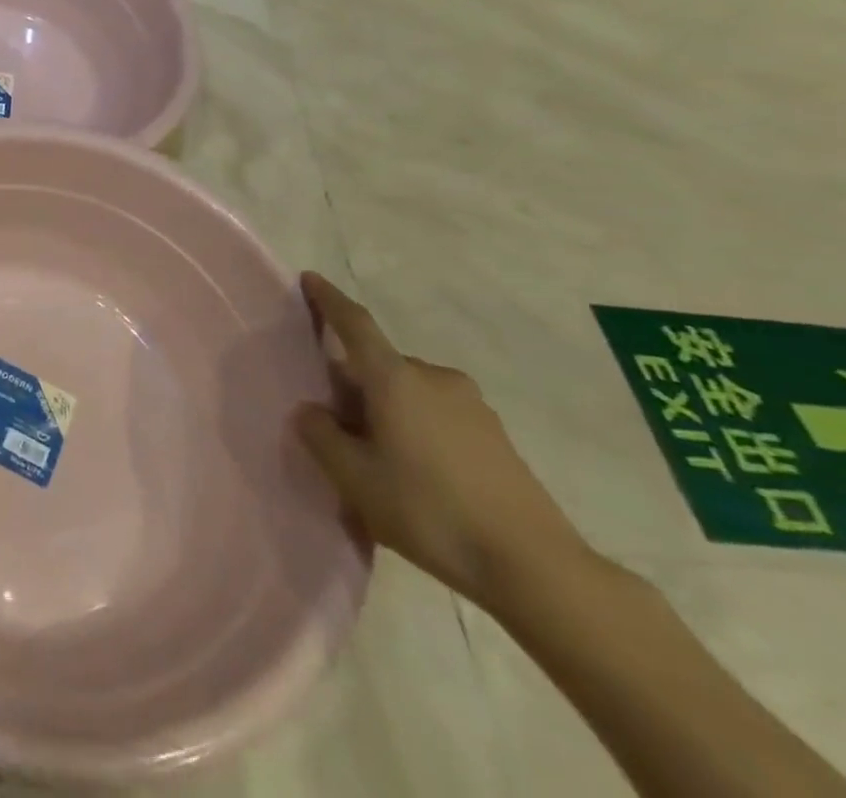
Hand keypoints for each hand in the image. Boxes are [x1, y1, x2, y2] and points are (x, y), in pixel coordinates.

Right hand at [294, 272, 591, 610]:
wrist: (536, 567)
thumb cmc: (430, 511)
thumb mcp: (355, 478)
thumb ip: (321, 436)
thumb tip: (312, 411)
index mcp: (395, 378)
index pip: (354, 323)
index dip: (329, 299)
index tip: (309, 278)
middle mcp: (433, 378)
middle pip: (380, 366)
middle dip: (354, 384)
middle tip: (336, 424)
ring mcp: (471, 405)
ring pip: (409, 393)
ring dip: (387, 410)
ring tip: (377, 457)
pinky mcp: (495, 435)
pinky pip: (438, 415)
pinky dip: (416, 429)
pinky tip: (416, 475)